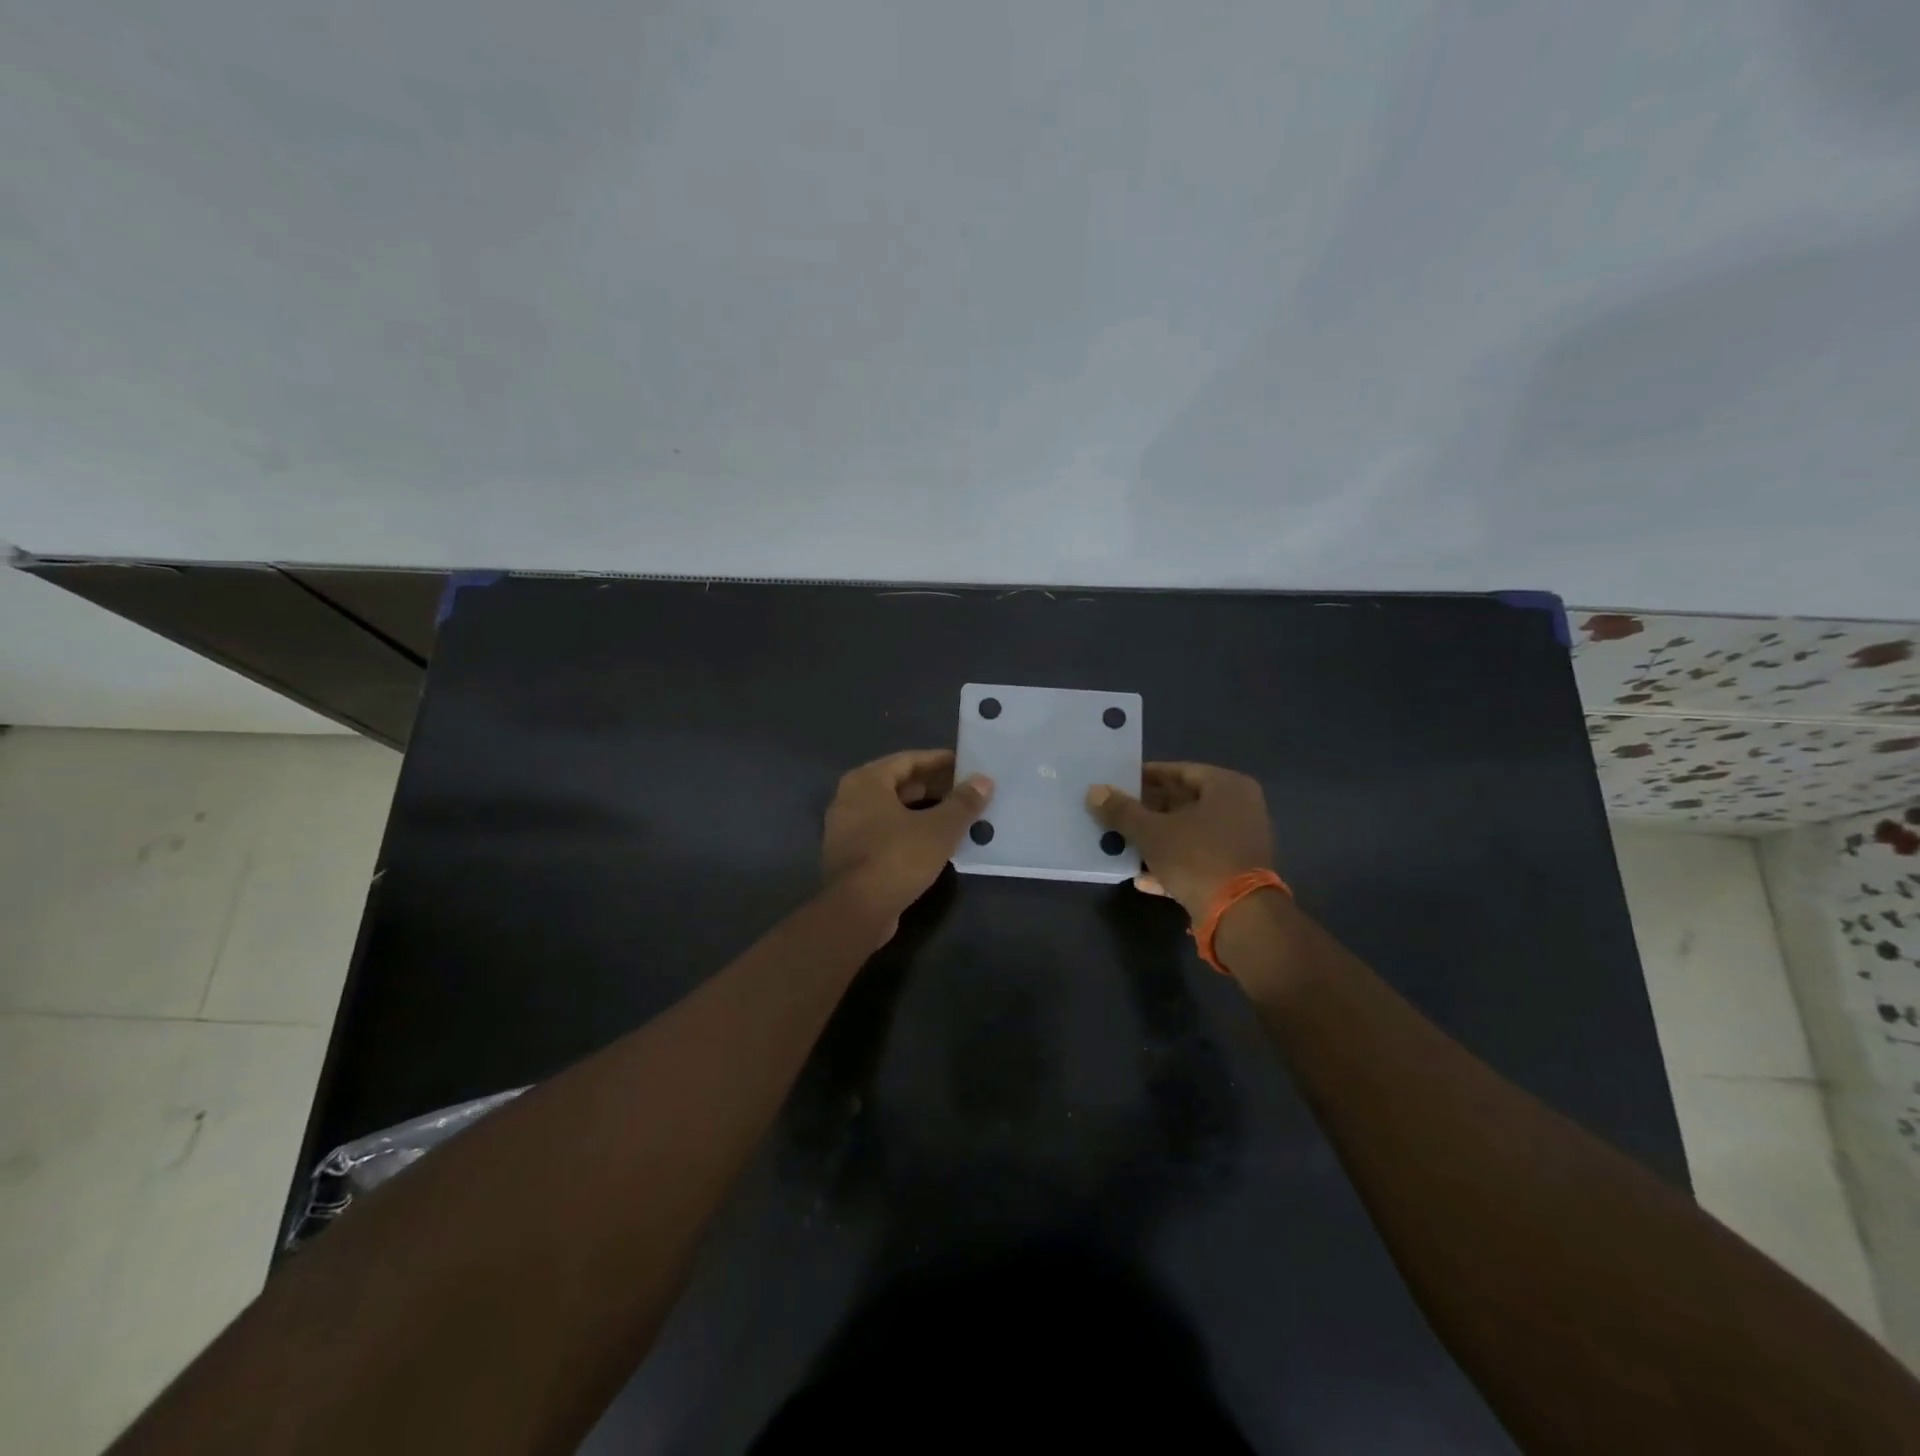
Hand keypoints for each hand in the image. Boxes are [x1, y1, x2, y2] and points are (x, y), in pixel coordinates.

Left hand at [823, 749, 993, 932]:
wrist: (856, 912)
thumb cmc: (897, 858)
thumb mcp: (939, 829)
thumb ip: (962, 803)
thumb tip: (984, 781)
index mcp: (866, 782)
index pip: (908, 760)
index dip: (939, 761)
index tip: (966, 764)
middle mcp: (850, 799)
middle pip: (899, 784)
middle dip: (934, 786)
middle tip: (967, 790)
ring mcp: (847, 829)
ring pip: (893, 811)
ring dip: (924, 811)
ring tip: (959, 815)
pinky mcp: (852, 856)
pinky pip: (886, 832)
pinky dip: (911, 831)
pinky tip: (937, 842)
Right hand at [1086, 762, 1274, 920]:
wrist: (1240, 917)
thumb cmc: (1197, 858)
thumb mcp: (1151, 832)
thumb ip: (1122, 811)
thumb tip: (1094, 791)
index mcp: (1227, 787)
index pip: (1179, 771)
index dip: (1145, 777)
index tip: (1118, 784)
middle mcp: (1240, 808)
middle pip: (1184, 803)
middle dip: (1147, 812)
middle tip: (1116, 814)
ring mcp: (1240, 842)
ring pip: (1188, 833)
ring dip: (1157, 840)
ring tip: (1122, 844)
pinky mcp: (1236, 872)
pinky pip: (1198, 859)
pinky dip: (1172, 864)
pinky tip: (1142, 878)